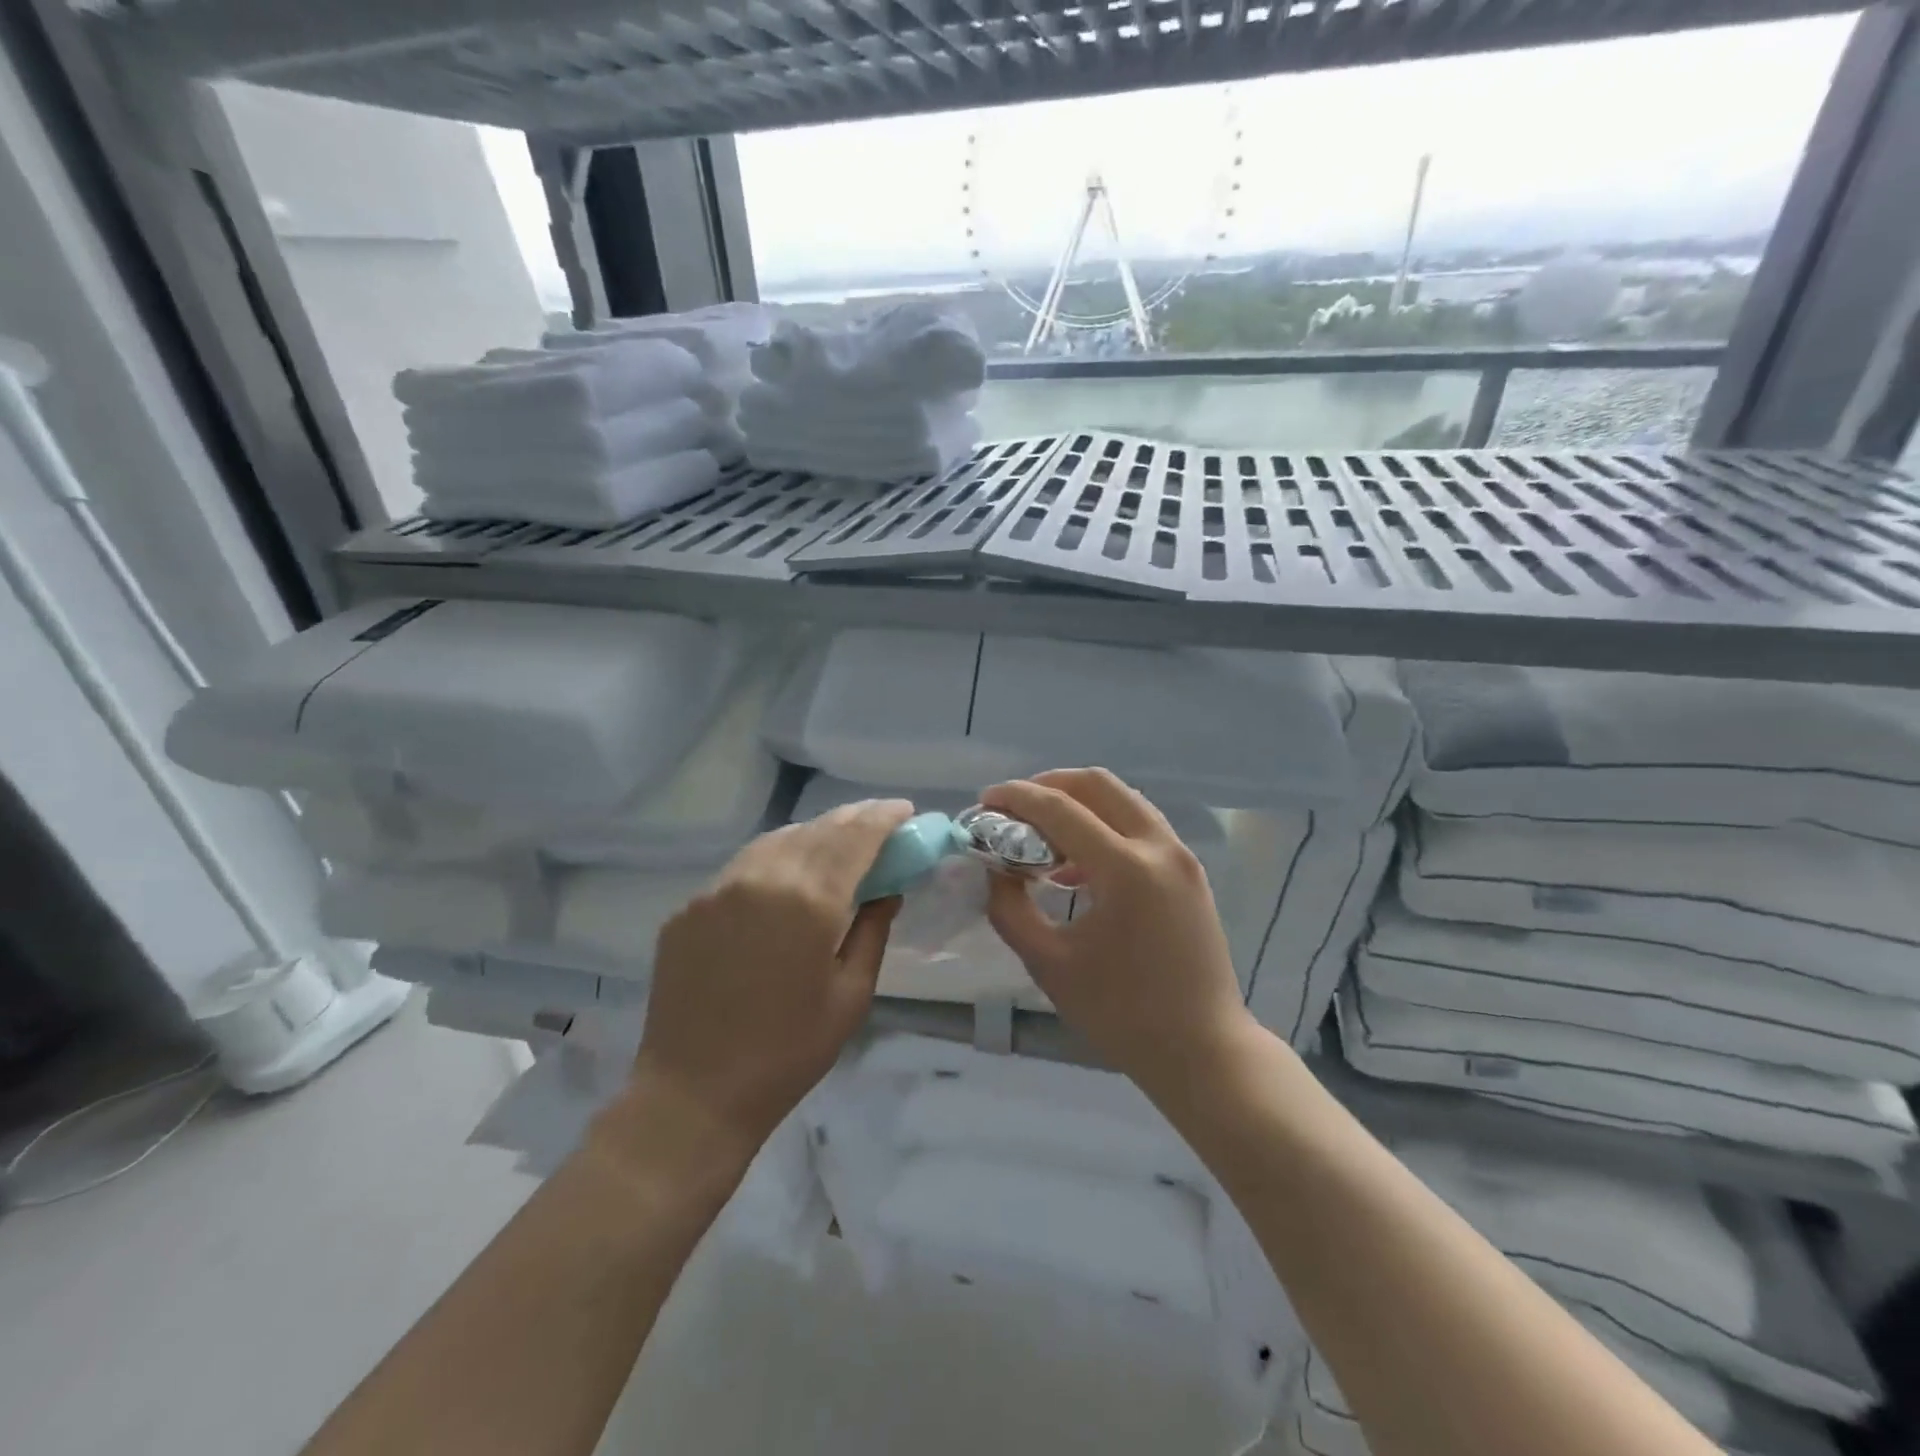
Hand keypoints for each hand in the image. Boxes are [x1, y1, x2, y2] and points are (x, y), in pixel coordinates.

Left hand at [623, 798, 914, 1165]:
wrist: (693, 1093)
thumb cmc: (788, 1052)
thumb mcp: (851, 993)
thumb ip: (873, 929)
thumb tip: (887, 889)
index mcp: (808, 900)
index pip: (855, 837)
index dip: (883, 818)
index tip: (904, 810)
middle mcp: (761, 878)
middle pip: (817, 829)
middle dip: (853, 820)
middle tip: (878, 821)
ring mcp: (717, 889)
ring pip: (776, 840)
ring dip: (813, 834)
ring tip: (836, 844)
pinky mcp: (689, 906)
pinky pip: (742, 867)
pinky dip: (775, 860)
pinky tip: (785, 878)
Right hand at [982, 769, 1252, 1096]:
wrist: (1203, 1051)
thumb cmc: (1121, 1015)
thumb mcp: (1049, 964)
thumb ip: (1011, 909)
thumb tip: (995, 870)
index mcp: (1125, 869)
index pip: (1060, 808)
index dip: (1016, 798)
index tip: (984, 802)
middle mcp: (1158, 847)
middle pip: (1097, 783)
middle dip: (1048, 785)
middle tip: (1013, 809)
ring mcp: (1181, 856)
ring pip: (1123, 799)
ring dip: (1078, 804)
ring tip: (1041, 835)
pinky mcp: (1189, 871)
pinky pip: (1140, 826)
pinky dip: (1103, 826)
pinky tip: (1074, 865)